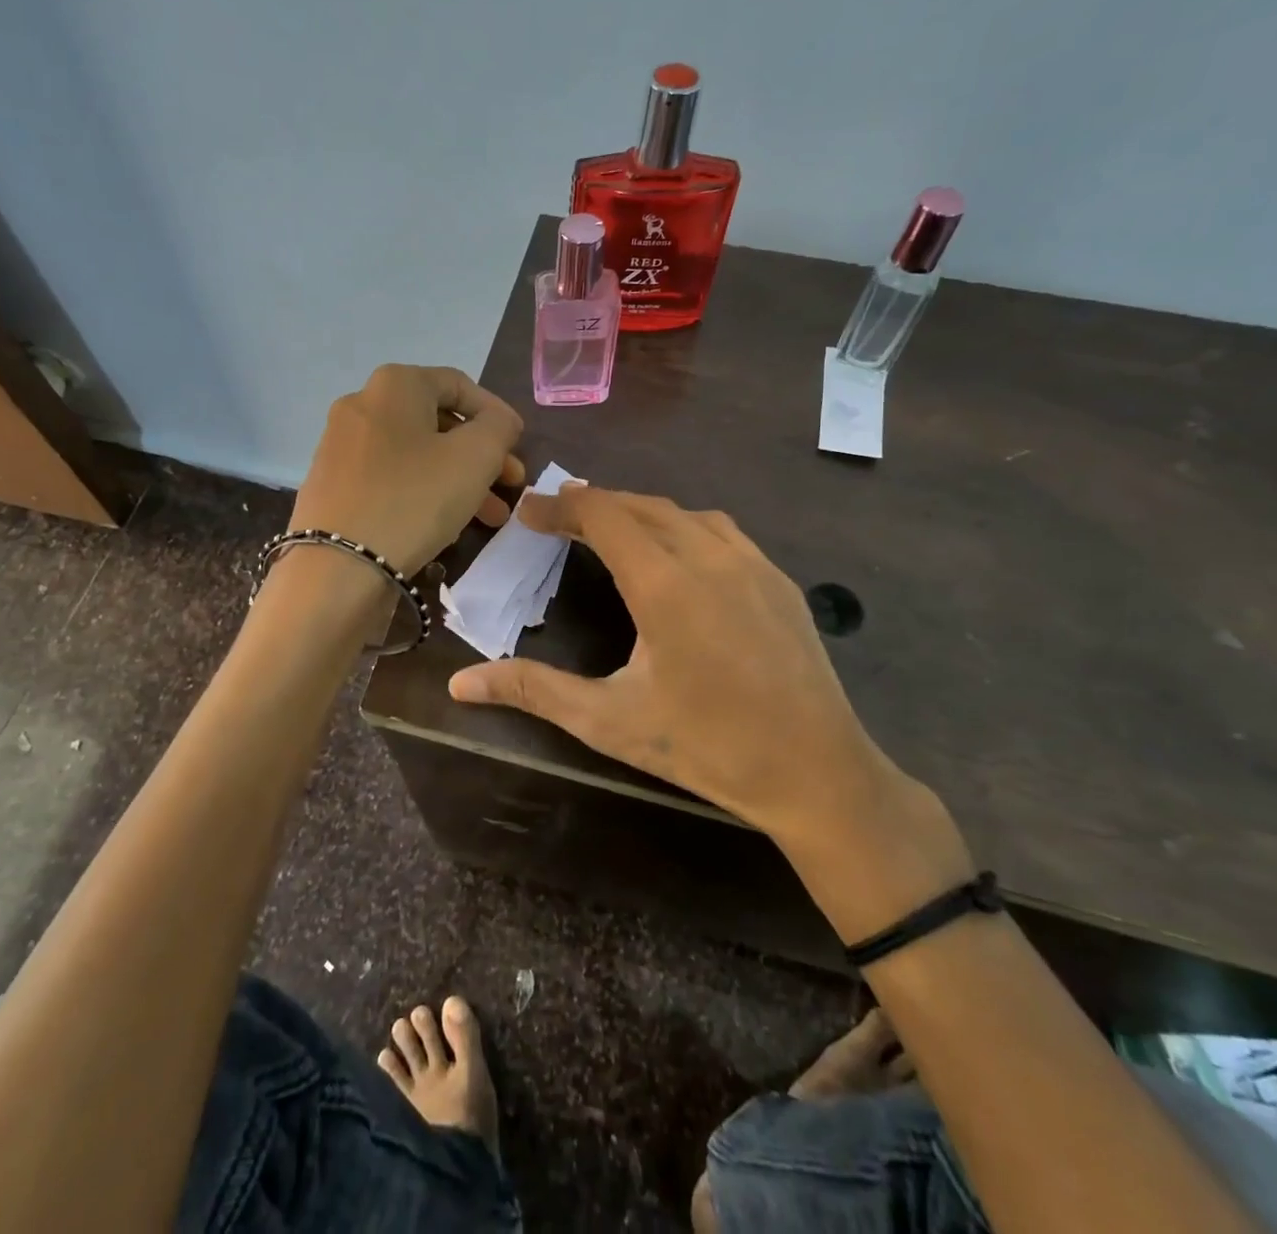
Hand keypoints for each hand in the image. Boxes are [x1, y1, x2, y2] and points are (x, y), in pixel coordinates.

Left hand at [289, 365, 524, 576]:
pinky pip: (390, 478)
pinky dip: (423, 492)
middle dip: (481, 454)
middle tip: (510, 484)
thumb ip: (499, 427)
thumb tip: (498, 421)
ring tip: (490, 516)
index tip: (519, 445)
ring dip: (458, 479)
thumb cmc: (415, 498)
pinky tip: (445, 523)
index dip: (496, 413)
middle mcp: (361, 405)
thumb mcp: (475, 457)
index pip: (458, 385)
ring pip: (416, 455)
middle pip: (437, 422)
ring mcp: (340, 446)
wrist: (338, 565)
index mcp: (394, 385)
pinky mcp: (332, 485)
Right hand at [447, 487, 953, 873]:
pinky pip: (720, 530)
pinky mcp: (779, 579)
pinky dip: (682, 525)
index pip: (602, 514)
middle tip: (556, 517)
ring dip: (639, 510)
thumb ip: (532, 690)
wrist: (817, 773)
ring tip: (608, 527)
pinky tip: (675, 553)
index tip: (527, 510)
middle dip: (593, 503)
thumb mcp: (608, 721)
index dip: (559, 505)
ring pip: (683, 512)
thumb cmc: (706, 747)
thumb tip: (459, 684)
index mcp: (663, 584)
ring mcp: (751, 563)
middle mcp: (708, 556)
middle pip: (640, 505)